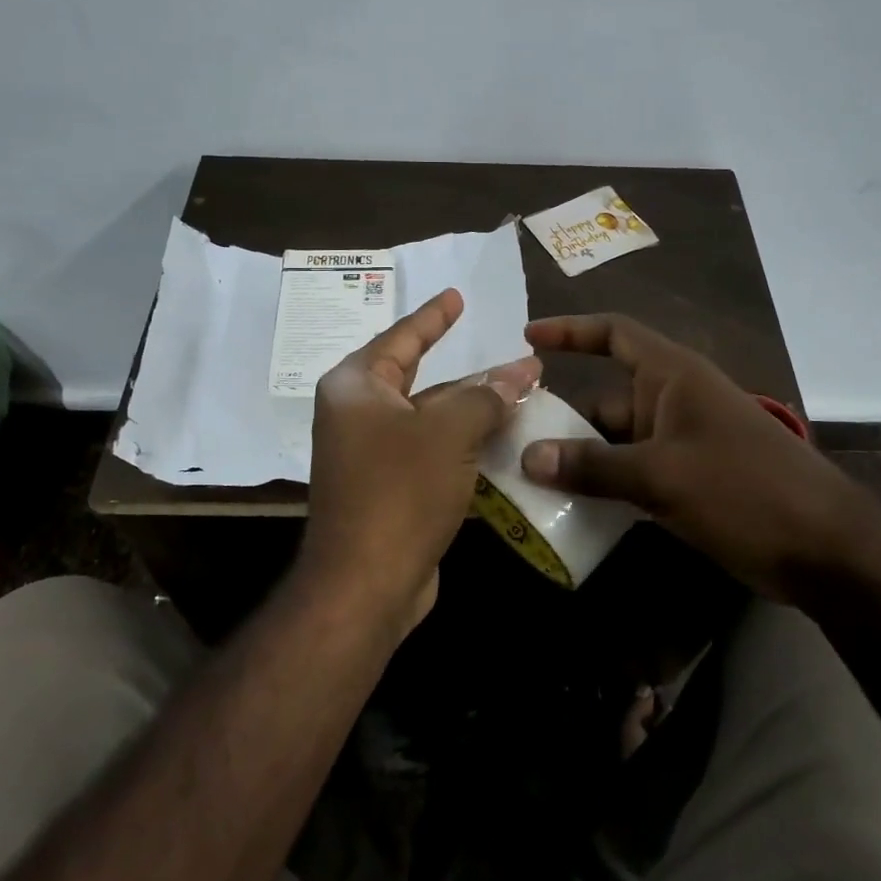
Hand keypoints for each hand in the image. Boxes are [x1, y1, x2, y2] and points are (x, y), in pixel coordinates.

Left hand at [303, 289, 540, 635]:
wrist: (366, 584)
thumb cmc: (400, 490)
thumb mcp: (449, 430)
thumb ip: (487, 394)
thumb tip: (522, 371)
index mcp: (357, 388)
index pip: (401, 338)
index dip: (433, 316)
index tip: (456, 295)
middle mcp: (358, 416)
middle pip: (421, 380)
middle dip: (470, 372)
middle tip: (511, 356)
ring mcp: (372, 456)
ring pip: (432, 420)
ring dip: (474, 411)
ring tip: (522, 396)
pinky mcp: (390, 490)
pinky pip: (433, 454)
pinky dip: (466, 446)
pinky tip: (505, 442)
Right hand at [519, 314, 880, 602]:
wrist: (826, 548)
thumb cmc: (745, 490)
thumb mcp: (662, 476)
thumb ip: (593, 466)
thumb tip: (528, 457)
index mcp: (673, 376)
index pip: (615, 334)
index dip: (571, 330)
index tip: (528, 338)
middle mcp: (674, 400)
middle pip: (606, 395)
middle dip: (562, 412)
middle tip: (511, 434)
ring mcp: (683, 442)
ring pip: (617, 439)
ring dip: (580, 455)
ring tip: (528, 475)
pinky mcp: (690, 479)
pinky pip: (634, 470)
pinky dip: (605, 482)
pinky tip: (572, 505)